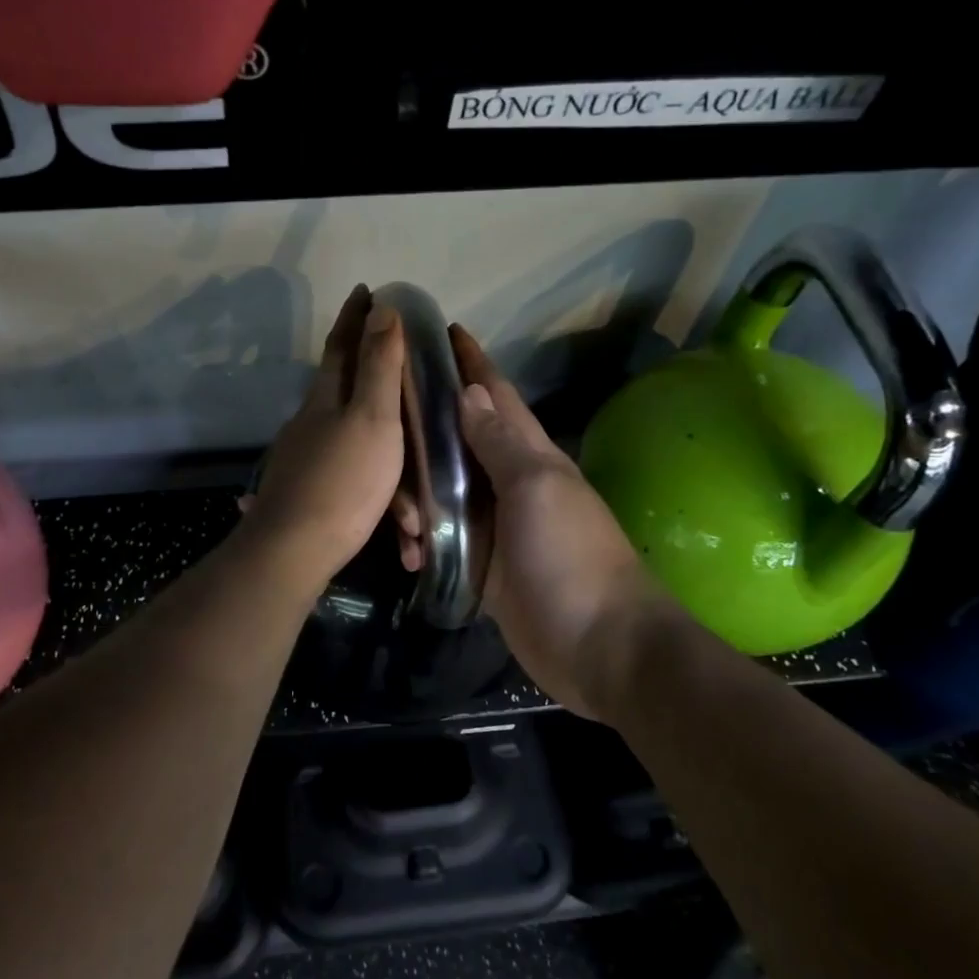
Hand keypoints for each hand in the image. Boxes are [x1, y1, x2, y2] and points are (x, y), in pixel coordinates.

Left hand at [241, 286, 405, 592]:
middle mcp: (309, 423)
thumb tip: (381, 310)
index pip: (341, 346)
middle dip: (375, 383)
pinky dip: (376, 499)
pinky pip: (350, 484)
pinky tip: (391, 524)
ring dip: (389, 470)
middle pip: (346, 393)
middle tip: (405, 382)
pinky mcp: (303, 494)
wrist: (293, 551)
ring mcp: (302, 460)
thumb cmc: (343, 481)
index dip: (354, 317)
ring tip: (414, 513)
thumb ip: (378, 368)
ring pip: (354, 449)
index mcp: (325, 399)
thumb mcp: (373, 420)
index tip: (365, 290)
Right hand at [424, 326, 673, 718]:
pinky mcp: (481, 565)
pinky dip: (419, 541)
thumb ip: (500, 443)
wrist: (600, 649)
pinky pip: (440, 539)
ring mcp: (494, 526)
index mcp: (527, 454)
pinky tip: (407, 555)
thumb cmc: (570, 559)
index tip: (437, 329)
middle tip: (379, 435)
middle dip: (418, 433)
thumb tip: (468, 392)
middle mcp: (507, 482)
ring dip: (412, 497)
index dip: (469, 361)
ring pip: (440, 491)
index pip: (493, 394)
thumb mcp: (536, 490)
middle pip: (455, 440)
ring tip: (397, 519)